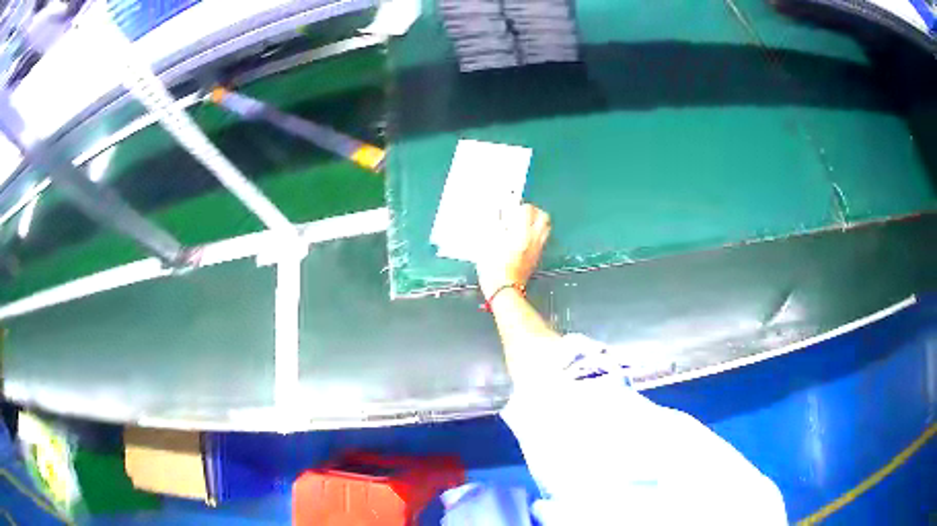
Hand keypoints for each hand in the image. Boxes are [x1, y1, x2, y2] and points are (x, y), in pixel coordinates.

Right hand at [476, 203, 550, 297]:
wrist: (504, 290)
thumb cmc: (494, 268)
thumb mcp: (488, 243)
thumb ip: (495, 227)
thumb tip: (499, 218)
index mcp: (522, 232)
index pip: (528, 209)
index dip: (518, 207)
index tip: (509, 211)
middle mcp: (534, 238)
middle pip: (543, 216)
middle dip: (533, 212)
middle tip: (521, 215)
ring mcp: (537, 248)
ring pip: (545, 228)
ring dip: (536, 223)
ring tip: (523, 226)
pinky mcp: (537, 258)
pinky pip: (541, 240)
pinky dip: (535, 235)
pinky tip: (523, 240)